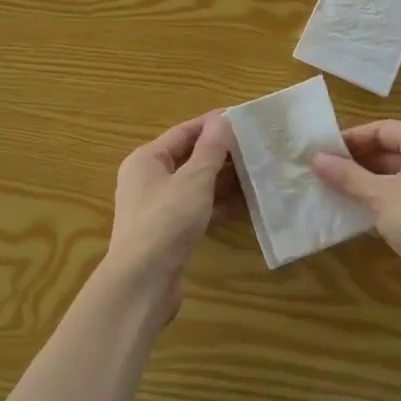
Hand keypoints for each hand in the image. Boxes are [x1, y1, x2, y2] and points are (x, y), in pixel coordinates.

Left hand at [103, 113, 240, 322]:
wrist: (143, 281)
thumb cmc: (166, 221)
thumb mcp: (193, 180)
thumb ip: (210, 150)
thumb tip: (222, 120)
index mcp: (147, 159)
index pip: (184, 131)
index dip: (213, 124)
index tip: (244, 119)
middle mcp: (148, 179)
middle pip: (189, 157)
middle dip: (221, 153)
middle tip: (256, 147)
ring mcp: (157, 207)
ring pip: (195, 185)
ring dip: (223, 180)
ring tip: (257, 172)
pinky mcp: (168, 232)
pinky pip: (197, 208)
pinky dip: (218, 205)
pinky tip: (246, 204)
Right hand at [311, 121, 400, 282]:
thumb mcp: (378, 196)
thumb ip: (347, 175)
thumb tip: (316, 159)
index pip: (381, 129)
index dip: (350, 141)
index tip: (323, 154)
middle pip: (395, 148)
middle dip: (361, 162)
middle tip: (329, 174)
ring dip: (375, 181)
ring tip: (343, 193)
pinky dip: (394, 196)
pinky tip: (371, 212)